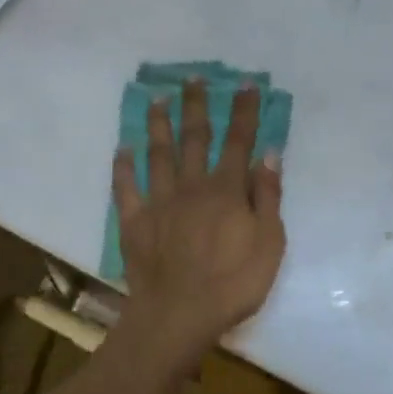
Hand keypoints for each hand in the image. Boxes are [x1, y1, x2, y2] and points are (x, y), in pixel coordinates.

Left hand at [113, 79, 285, 365]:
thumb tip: (269, 154)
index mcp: (227, 190)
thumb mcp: (270, 243)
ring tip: (158, 99)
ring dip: (159, 125)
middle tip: (193, 78)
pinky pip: (126, 188)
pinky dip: (123, 167)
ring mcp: (160, 202)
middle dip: (197, 105)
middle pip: (194, 138)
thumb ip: (268, 196)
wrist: (180, 315)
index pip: (238, 142)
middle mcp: (192, 186)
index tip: (246, 84)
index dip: (244, 112)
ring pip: (158, 154)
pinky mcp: (135, 222)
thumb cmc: (234, 283)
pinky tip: (122, 149)